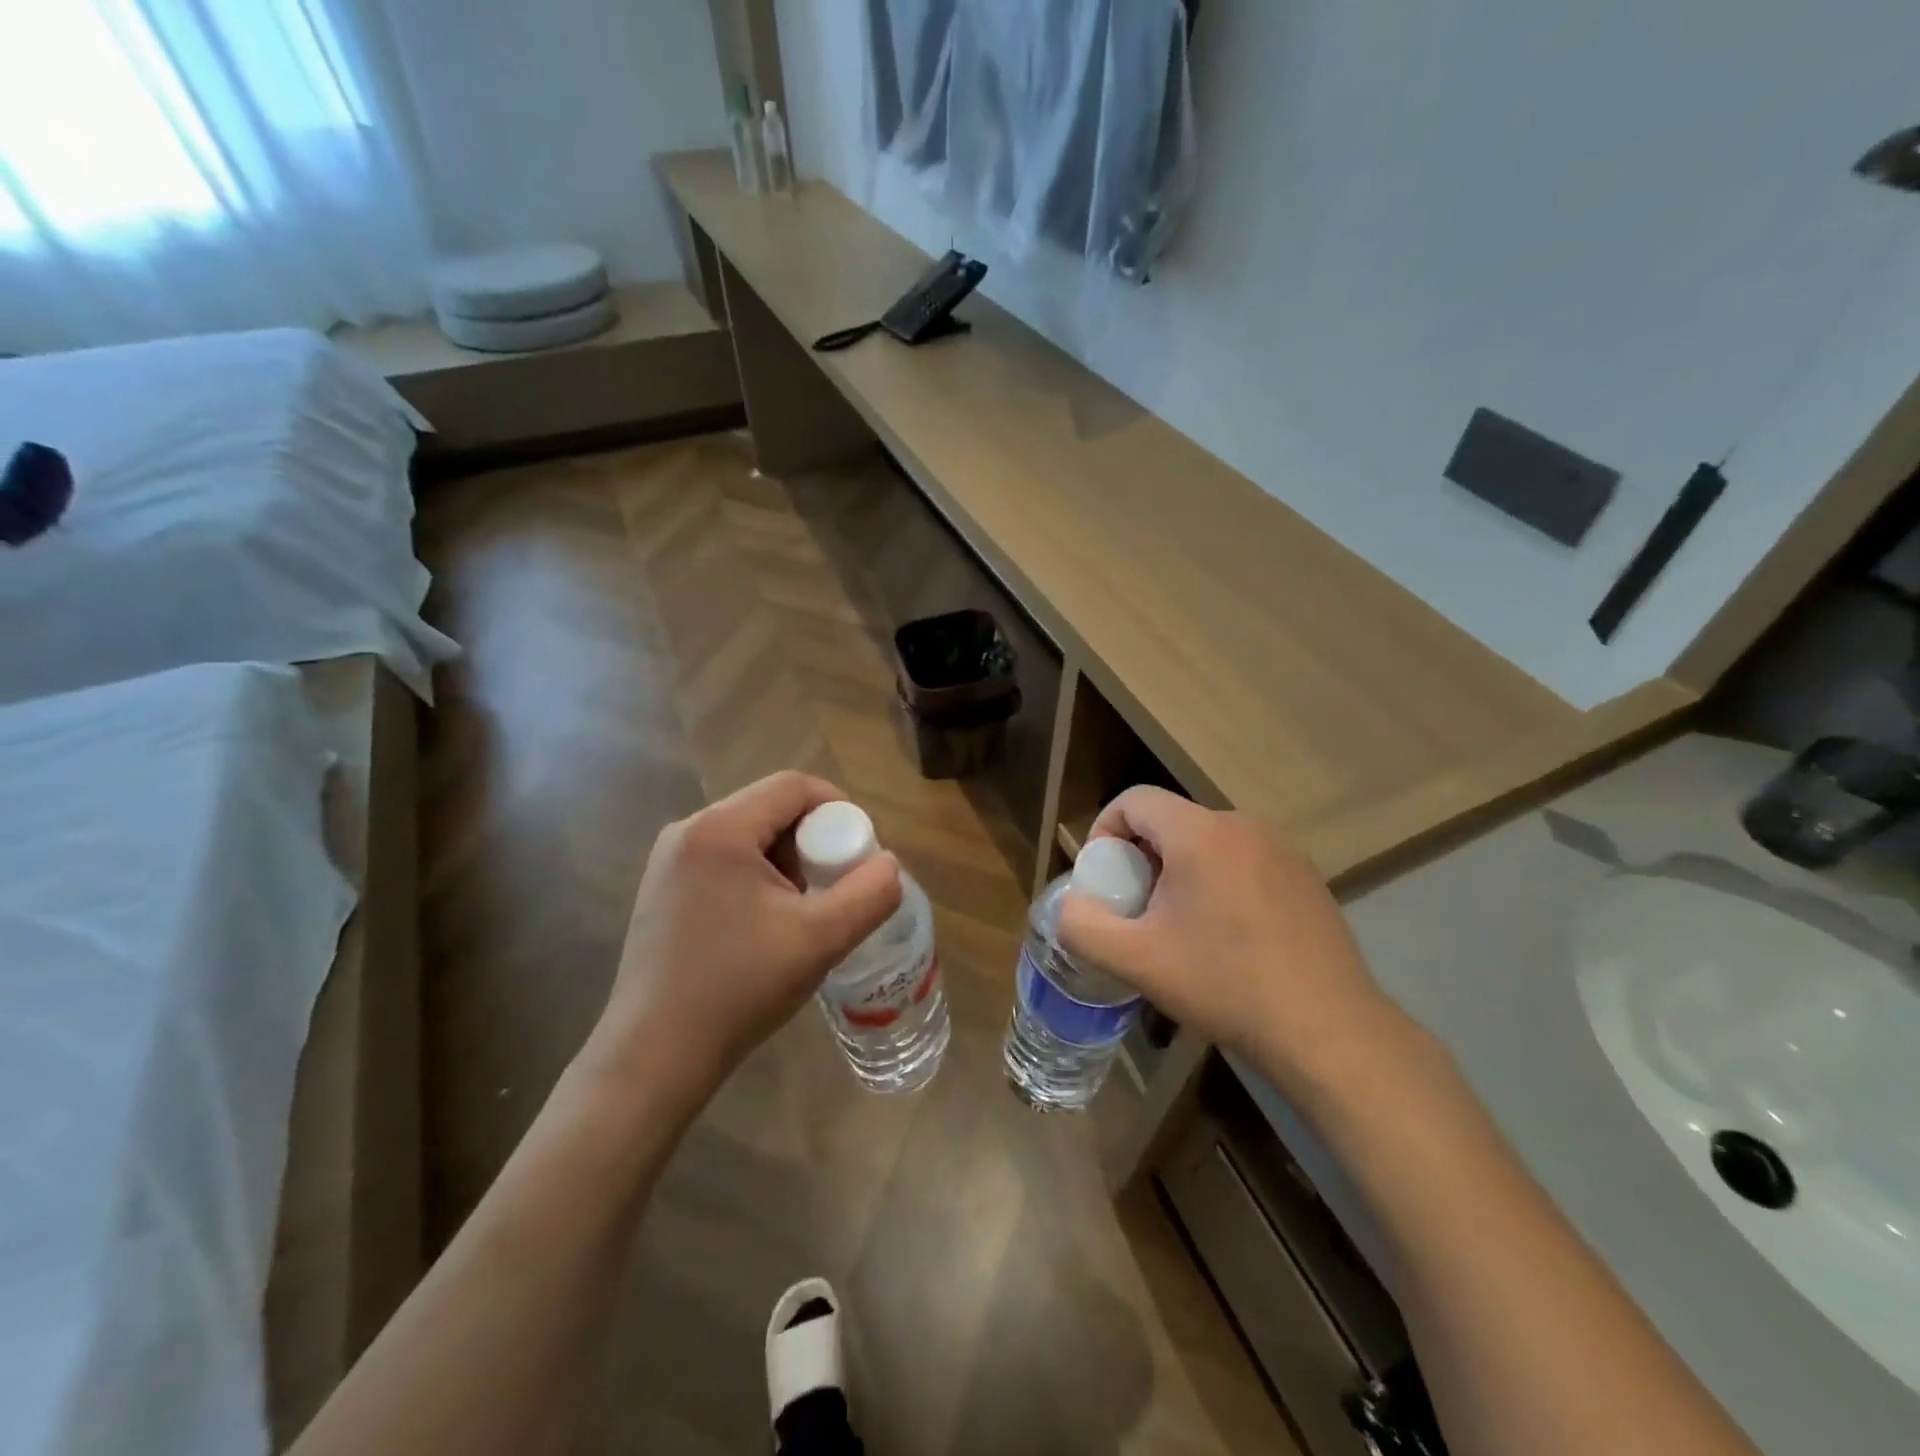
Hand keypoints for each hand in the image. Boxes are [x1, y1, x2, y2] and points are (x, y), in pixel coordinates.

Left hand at [583, 772, 902, 1103]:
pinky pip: (725, 860)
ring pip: (749, 835)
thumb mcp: (821, 939)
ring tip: (803, 911)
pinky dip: (758, 877)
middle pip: (771, 808)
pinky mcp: (663, 890)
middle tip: (834, 887)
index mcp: (720, 829)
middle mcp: (688, 831)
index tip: (859, 853)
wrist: (655, 1056)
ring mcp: (668, 861)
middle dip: (813, 840)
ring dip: (787, 861)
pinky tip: (766, 925)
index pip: (794, 786)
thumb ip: (870, 893)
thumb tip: (887, 865)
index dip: (839, 808)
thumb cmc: (739, 988)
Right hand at [1055, 787, 1405, 1103]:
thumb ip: (1083, 925)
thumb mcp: (1136, 961)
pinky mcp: (1306, 875)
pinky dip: (1220, 881)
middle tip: (1138, 910)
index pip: (1134, 800)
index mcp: (1200, 834)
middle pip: (1170, 821)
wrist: (1327, 1030)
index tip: (1104, 879)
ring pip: (1207, 841)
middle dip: (1142, 857)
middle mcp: (1243, 825)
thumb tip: (1072, 905)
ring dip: (1180, 871)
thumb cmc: (1224, 986)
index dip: (1105, 830)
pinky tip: (1230, 935)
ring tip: (1181, 926)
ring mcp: (1282, 849)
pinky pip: (1243, 860)